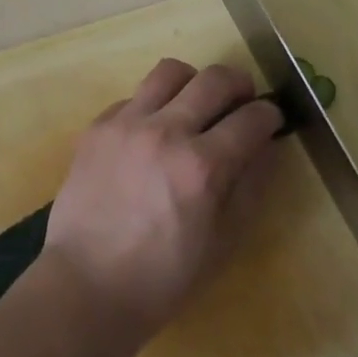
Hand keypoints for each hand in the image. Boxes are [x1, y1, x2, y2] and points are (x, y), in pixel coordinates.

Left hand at [44, 59, 281, 338]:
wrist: (86, 285)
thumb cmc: (162, 279)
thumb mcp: (222, 244)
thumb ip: (250, 188)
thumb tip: (266, 147)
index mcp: (202, 166)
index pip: (250, 119)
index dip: (269, 114)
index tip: (271, 117)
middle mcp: (166, 131)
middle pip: (214, 80)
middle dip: (239, 84)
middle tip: (242, 100)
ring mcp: (128, 122)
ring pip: (170, 71)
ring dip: (193, 82)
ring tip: (195, 103)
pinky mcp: (98, 125)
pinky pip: (134, 96)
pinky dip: (152, 106)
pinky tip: (151, 133)